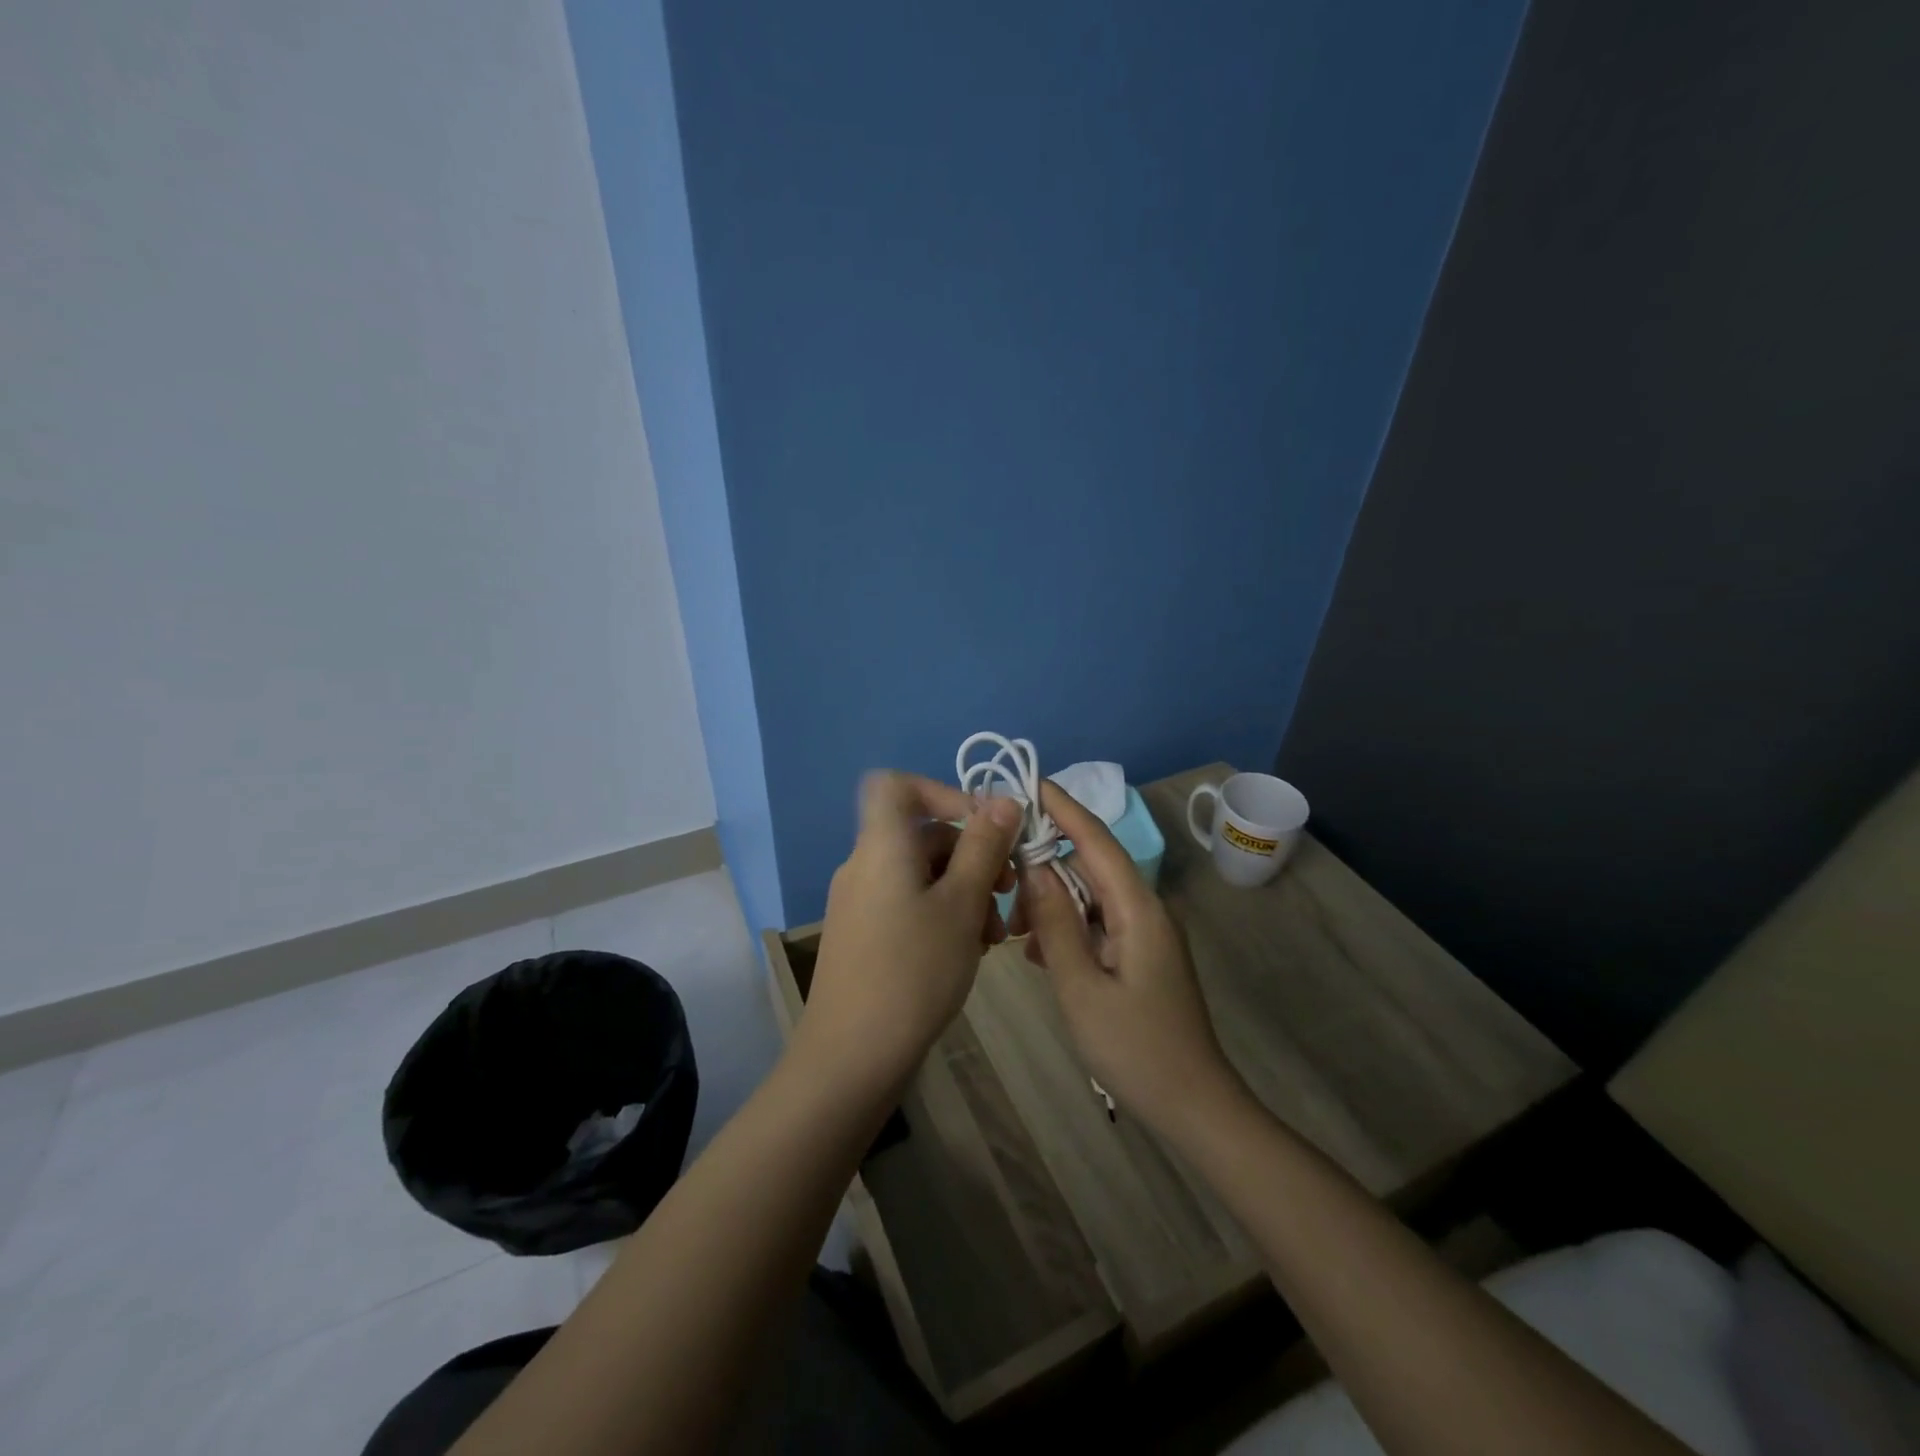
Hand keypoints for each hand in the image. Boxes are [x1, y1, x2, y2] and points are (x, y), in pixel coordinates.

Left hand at [800, 772, 1022, 1096]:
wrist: (852, 1056)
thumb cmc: (914, 970)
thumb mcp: (961, 904)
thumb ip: (984, 847)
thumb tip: (1004, 801)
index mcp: (882, 845)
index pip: (897, 785)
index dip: (943, 792)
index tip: (983, 826)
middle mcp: (865, 864)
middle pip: (922, 834)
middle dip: (972, 854)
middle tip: (1009, 889)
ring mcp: (861, 901)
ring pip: (922, 873)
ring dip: (964, 890)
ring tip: (994, 934)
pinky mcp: (864, 934)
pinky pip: (909, 902)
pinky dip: (942, 913)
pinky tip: (969, 949)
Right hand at [1013, 781, 1243, 1131]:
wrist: (1193, 1105)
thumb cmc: (1135, 1048)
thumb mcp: (1080, 987)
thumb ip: (1055, 923)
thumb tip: (1033, 867)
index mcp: (1138, 908)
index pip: (1095, 840)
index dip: (1062, 807)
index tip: (1028, 781)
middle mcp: (1145, 909)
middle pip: (1091, 864)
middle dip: (1044, 862)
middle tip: (999, 873)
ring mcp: (1146, 932)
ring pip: (1090, 895)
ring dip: (1051, 901)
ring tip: (1013, 928)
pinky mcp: (1141, 954)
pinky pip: (1097, 922)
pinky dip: (1066, 927)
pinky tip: (1036, 951)